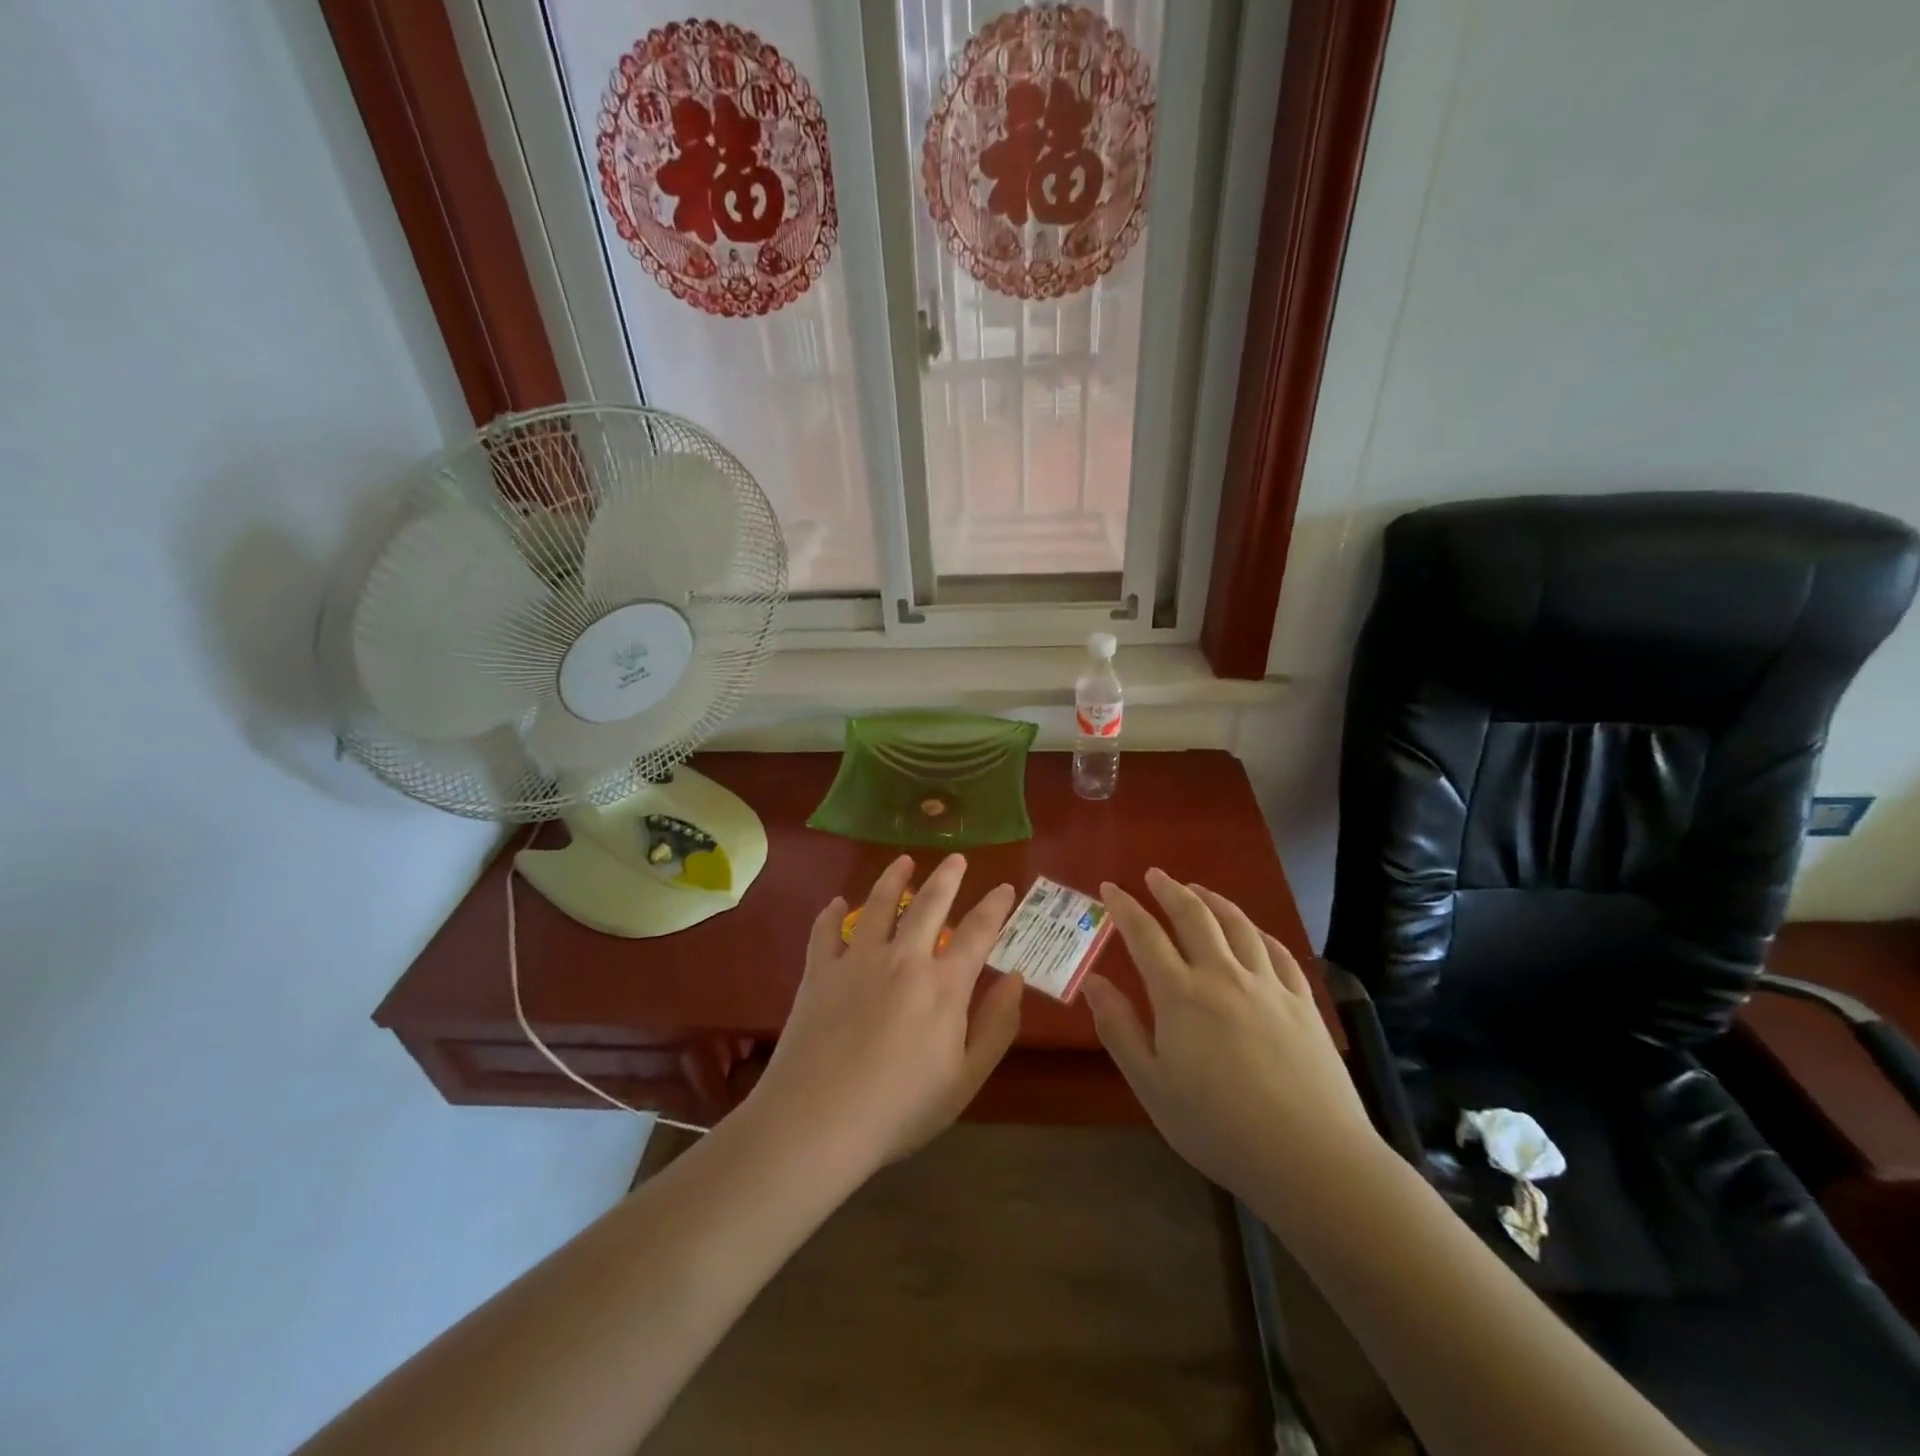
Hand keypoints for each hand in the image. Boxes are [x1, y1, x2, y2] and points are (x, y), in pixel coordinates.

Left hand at [745, 854, 1023, 1172]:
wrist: (818, 1121)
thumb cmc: (900, 1109)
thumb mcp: (965, 1079)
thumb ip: (996, 1026)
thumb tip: (1016, 979)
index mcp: (943, 985)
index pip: (978, 932)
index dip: (995, 906)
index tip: (1005, 888)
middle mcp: (903, 959)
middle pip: (929, 904)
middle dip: (947, 876)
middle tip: (956, 858)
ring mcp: (857, 960)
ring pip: (879, 904)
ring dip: (893, 878)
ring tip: (903, 861)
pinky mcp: (820, 971)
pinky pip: (826, 931)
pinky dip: (832, 913)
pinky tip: (836, 903)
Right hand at [1082, 869, 1380, 1201]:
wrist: (1311, 1158)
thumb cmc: (1218, 1128)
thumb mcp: (1152, 1086)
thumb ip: (1119, 1029)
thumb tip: (1092, 981)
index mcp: (1180, 995)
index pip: (1144, 935)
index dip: (1124, 907)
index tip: (1109, 887)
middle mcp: (1223, 976)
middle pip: (1194, 917)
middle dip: (1169, 890)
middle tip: (1154, 875)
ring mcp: (1268, 985)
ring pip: (1238, 925)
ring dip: (1213, 900)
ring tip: (1198, 889)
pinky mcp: (1302, 1002)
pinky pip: (1278, 951)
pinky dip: (1258, 931)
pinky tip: (1253, 931)